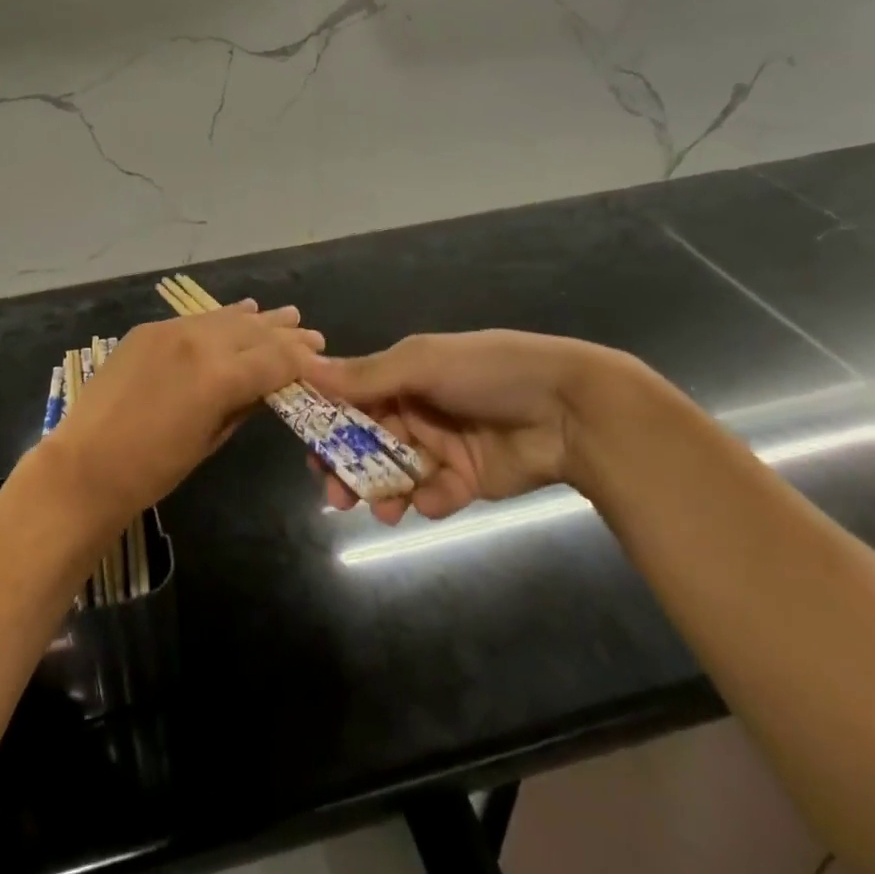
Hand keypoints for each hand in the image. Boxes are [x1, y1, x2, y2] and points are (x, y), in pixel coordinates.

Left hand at [44, 300, 324, 524]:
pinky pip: (196, 318)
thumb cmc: (153, 470)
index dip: (303, 359)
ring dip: (258, 319)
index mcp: (219, 377)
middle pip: (254, 332)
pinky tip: (240, 311)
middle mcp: (199, 342)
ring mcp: (171, 331)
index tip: (322, 358)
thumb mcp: (210, 440)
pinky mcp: (149, 330)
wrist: (86, 464)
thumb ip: (243, 405)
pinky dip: (222, 316)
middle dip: (286, 334)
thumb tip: (268, 387)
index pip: (276, 360)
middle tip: (312, 334)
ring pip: (226, 318)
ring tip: (286, 315)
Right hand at [306, 330, 645, 524]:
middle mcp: (414, 409)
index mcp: (401, 375)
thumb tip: (306, 368)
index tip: (306, 446)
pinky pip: (433, 494)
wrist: (568, 409)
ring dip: (381, 491)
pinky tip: (431, 500)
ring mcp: (439, 446)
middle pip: (366, 442)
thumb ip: (367, 375)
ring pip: (394, 473)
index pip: (350, 399)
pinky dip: (427, 499)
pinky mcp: (465, 480)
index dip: (326, 422)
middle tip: (334, 494)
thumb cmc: (487, 372)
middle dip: (347, 467)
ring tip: (380, 510)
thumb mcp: (423, 363)